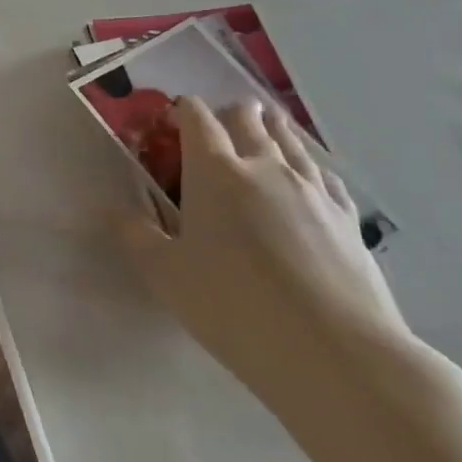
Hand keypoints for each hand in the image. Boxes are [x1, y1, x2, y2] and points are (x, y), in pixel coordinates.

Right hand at [110, 97, 411, 413]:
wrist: (333, 351)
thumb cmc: (232, 305)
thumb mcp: (165, 274)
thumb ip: (135, 235)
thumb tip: (114, 210)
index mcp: (214, 172)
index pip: (197, 118)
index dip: (182, 110)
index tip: (172, 118)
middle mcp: (264, 167)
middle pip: (248, 119)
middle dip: (230, 114)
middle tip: (219, 124)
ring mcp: (312, 190)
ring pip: (290, 141)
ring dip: (271, 129)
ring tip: (264, 128)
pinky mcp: (347, 218)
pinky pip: (323, 174)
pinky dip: (307, 165)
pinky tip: (307, 176)